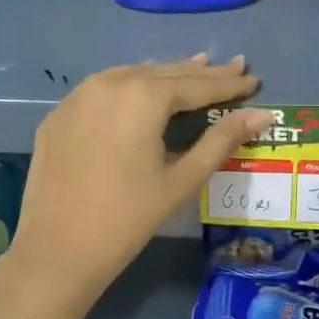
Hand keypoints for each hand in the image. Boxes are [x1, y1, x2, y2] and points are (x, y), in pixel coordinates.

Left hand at [0, 55, 270, 318]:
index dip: (228, 84)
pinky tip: (144, 91)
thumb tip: (262, 115)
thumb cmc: (128, 218)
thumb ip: (221, 141)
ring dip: (166, 74)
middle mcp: (109, 82)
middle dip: (202, 73)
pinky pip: (103, 89)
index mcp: (143, 96)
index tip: (254, 79)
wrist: (56, 252)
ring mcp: (78, 95)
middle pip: (165, 73)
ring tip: (196, 68)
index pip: (196, 85)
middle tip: (235, 67)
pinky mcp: (59, 114)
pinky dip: (131, 87)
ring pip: (133, 75)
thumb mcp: (181, 180)